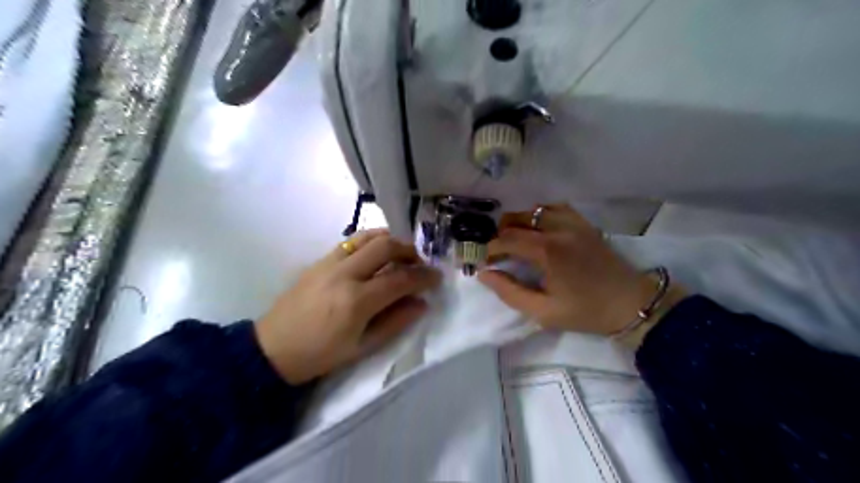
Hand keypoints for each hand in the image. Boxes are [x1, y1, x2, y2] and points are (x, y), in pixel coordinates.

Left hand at [252, 230, 442, 384]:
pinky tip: (376, 253)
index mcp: (357, 301)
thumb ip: (395, 322)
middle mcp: (345, 274)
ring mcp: (330, 262)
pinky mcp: (319, 260)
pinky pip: (351, 241)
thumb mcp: (362, 347)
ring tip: (402, 253)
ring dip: (391, 240)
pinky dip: (371, 241)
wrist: (273, 348)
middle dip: (410, 251)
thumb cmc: (320, 355)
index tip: (436, 277)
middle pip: (386, 247)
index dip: (423, 277)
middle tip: (420, 262)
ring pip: (368, 236)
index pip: (400, 279)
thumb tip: (421, 303)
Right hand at [477, 203, 679, 336]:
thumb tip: (484, 274)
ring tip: (515, 238)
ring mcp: (573, 222)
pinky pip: (556, 208)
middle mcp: (558, 228)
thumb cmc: (585, 311)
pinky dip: (541, 213)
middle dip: (501, 233)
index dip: (491, 249)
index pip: (507, 239)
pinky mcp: (584, 223)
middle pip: (518, 218)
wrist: (630, 303)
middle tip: (498, 252)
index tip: (486, 262)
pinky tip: (539, 227)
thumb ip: (510, 292)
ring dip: (520, 221)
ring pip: (535, 209)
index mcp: (547, 250)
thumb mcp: (543, 311)